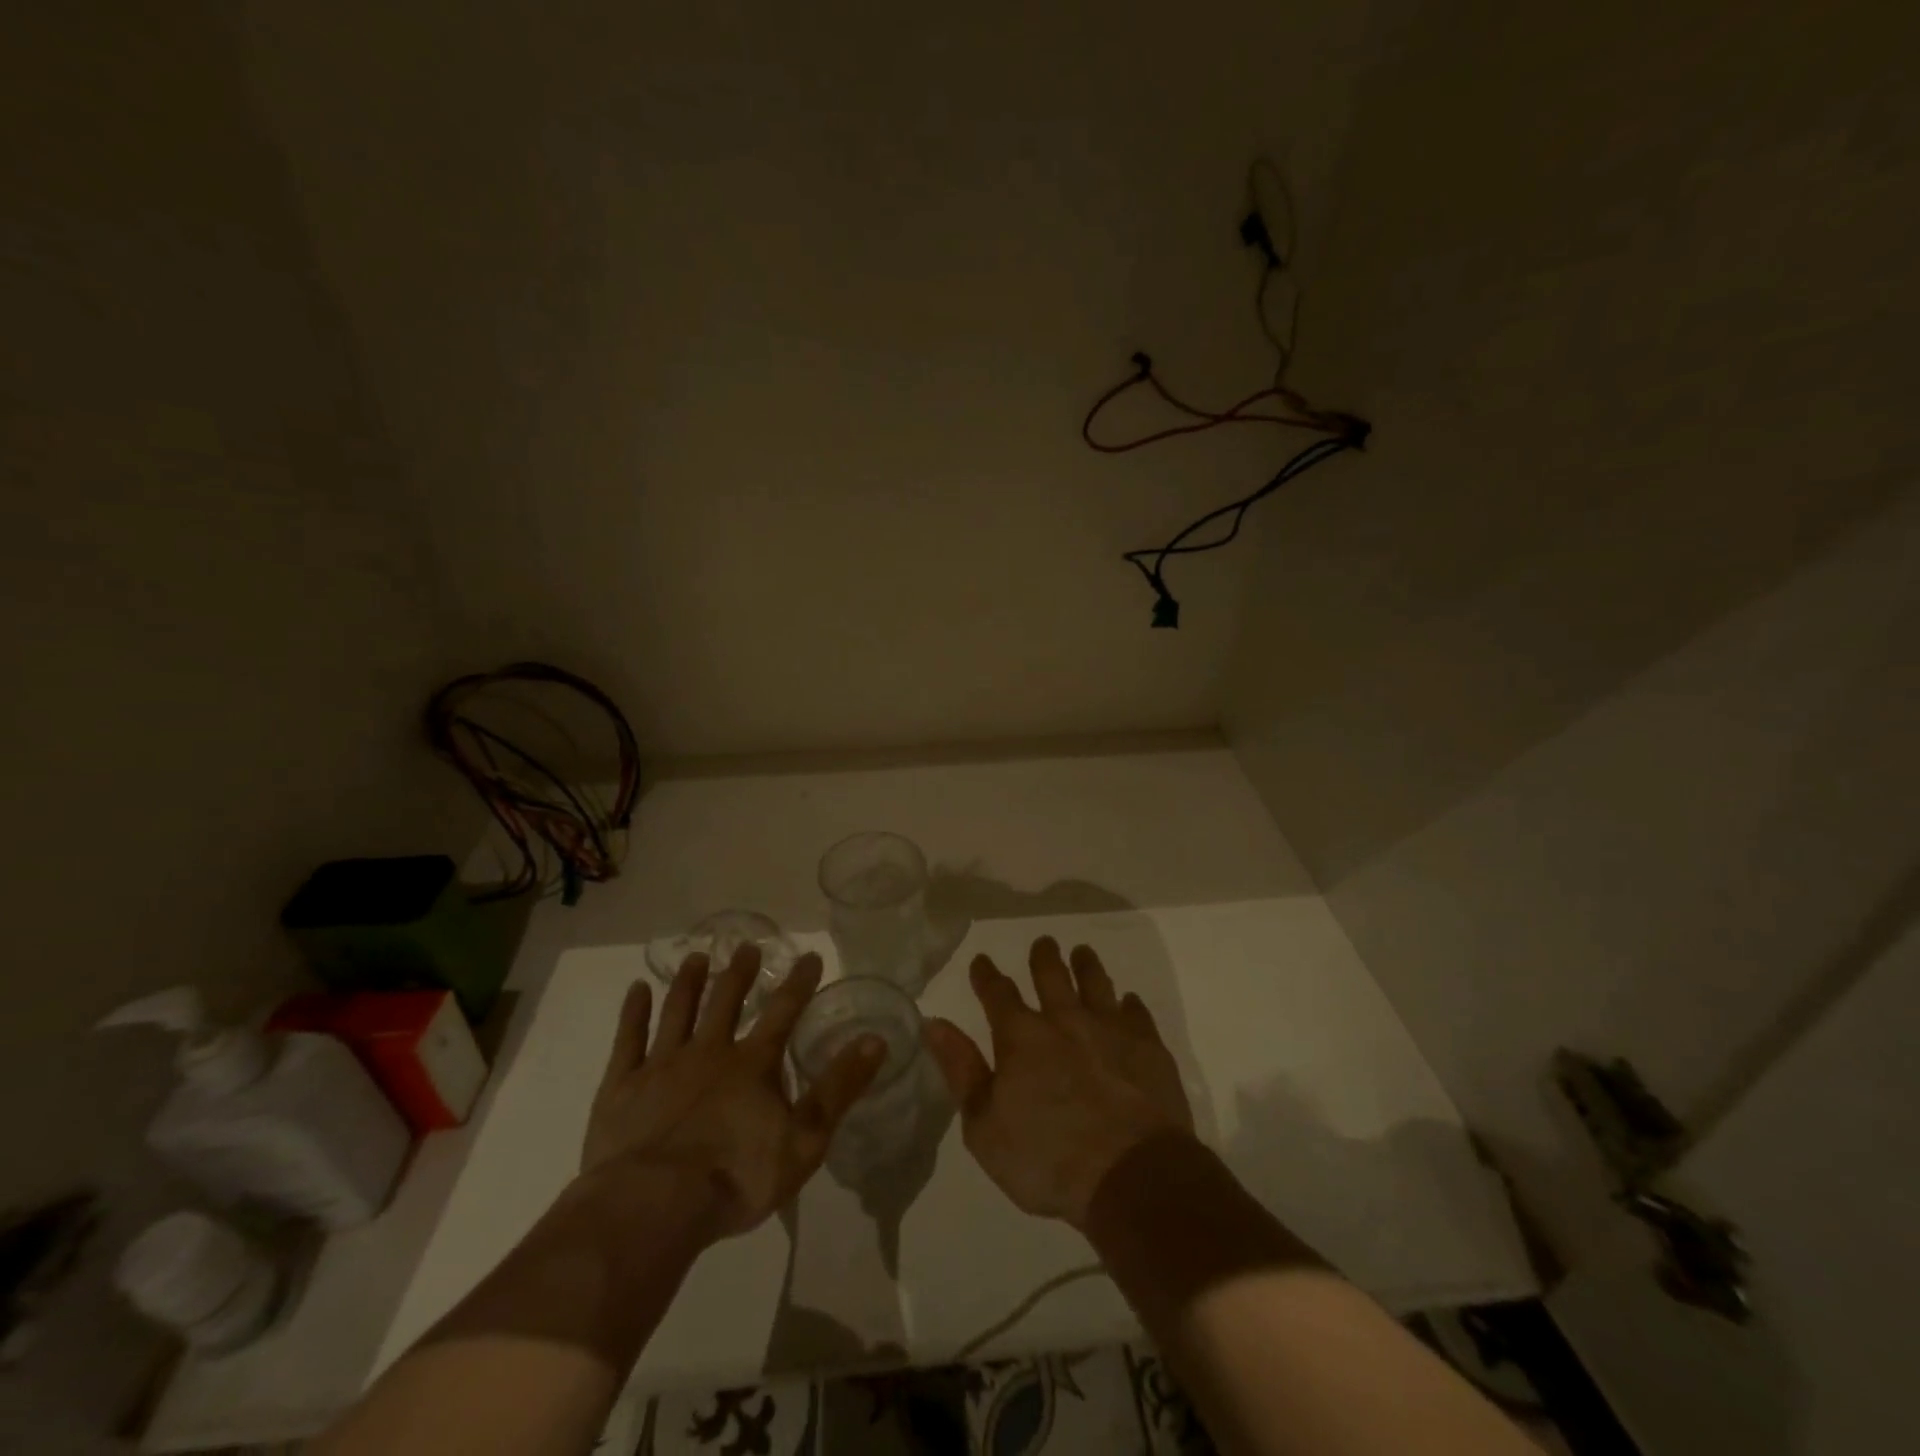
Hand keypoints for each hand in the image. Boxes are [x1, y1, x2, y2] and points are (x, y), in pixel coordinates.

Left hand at [583, 945, 883, 1239]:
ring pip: (679, 1011)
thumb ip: (839, 1087)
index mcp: (752, 1064)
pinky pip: (629, 1040)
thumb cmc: (736, 1177)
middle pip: (726, 1001)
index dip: (799, 983)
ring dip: (689, 982)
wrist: (652, 1207)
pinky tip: (636, 990)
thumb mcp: (805, 1139)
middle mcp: (709, 1052)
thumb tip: (876, 1039)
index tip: (810, 955)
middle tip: (747, 946)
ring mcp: (662, 1065)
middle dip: (739, 972)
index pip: (783, 1012)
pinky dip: (633, 1012)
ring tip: (697, 957)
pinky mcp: (622, 1087)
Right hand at [924, 936, 1194, 1229]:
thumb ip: (961, 1069)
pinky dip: (1130, 1005)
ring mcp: (1110, 1029)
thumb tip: (935, 1022)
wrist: (1131, 1176)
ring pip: (1096, 984)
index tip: (982, 961)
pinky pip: (1137, 1014)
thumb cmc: (1047, 1159)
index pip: (998, 993)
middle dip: (1044, 957)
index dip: (987, 976)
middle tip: (1043, 942)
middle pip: (1051, 976)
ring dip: (1086, 966)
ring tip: (1082, 953)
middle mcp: (1064, 1020)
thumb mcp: (984, 1126)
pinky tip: (1129, 1002)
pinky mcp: (1147, 1047)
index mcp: (1021, 1036)